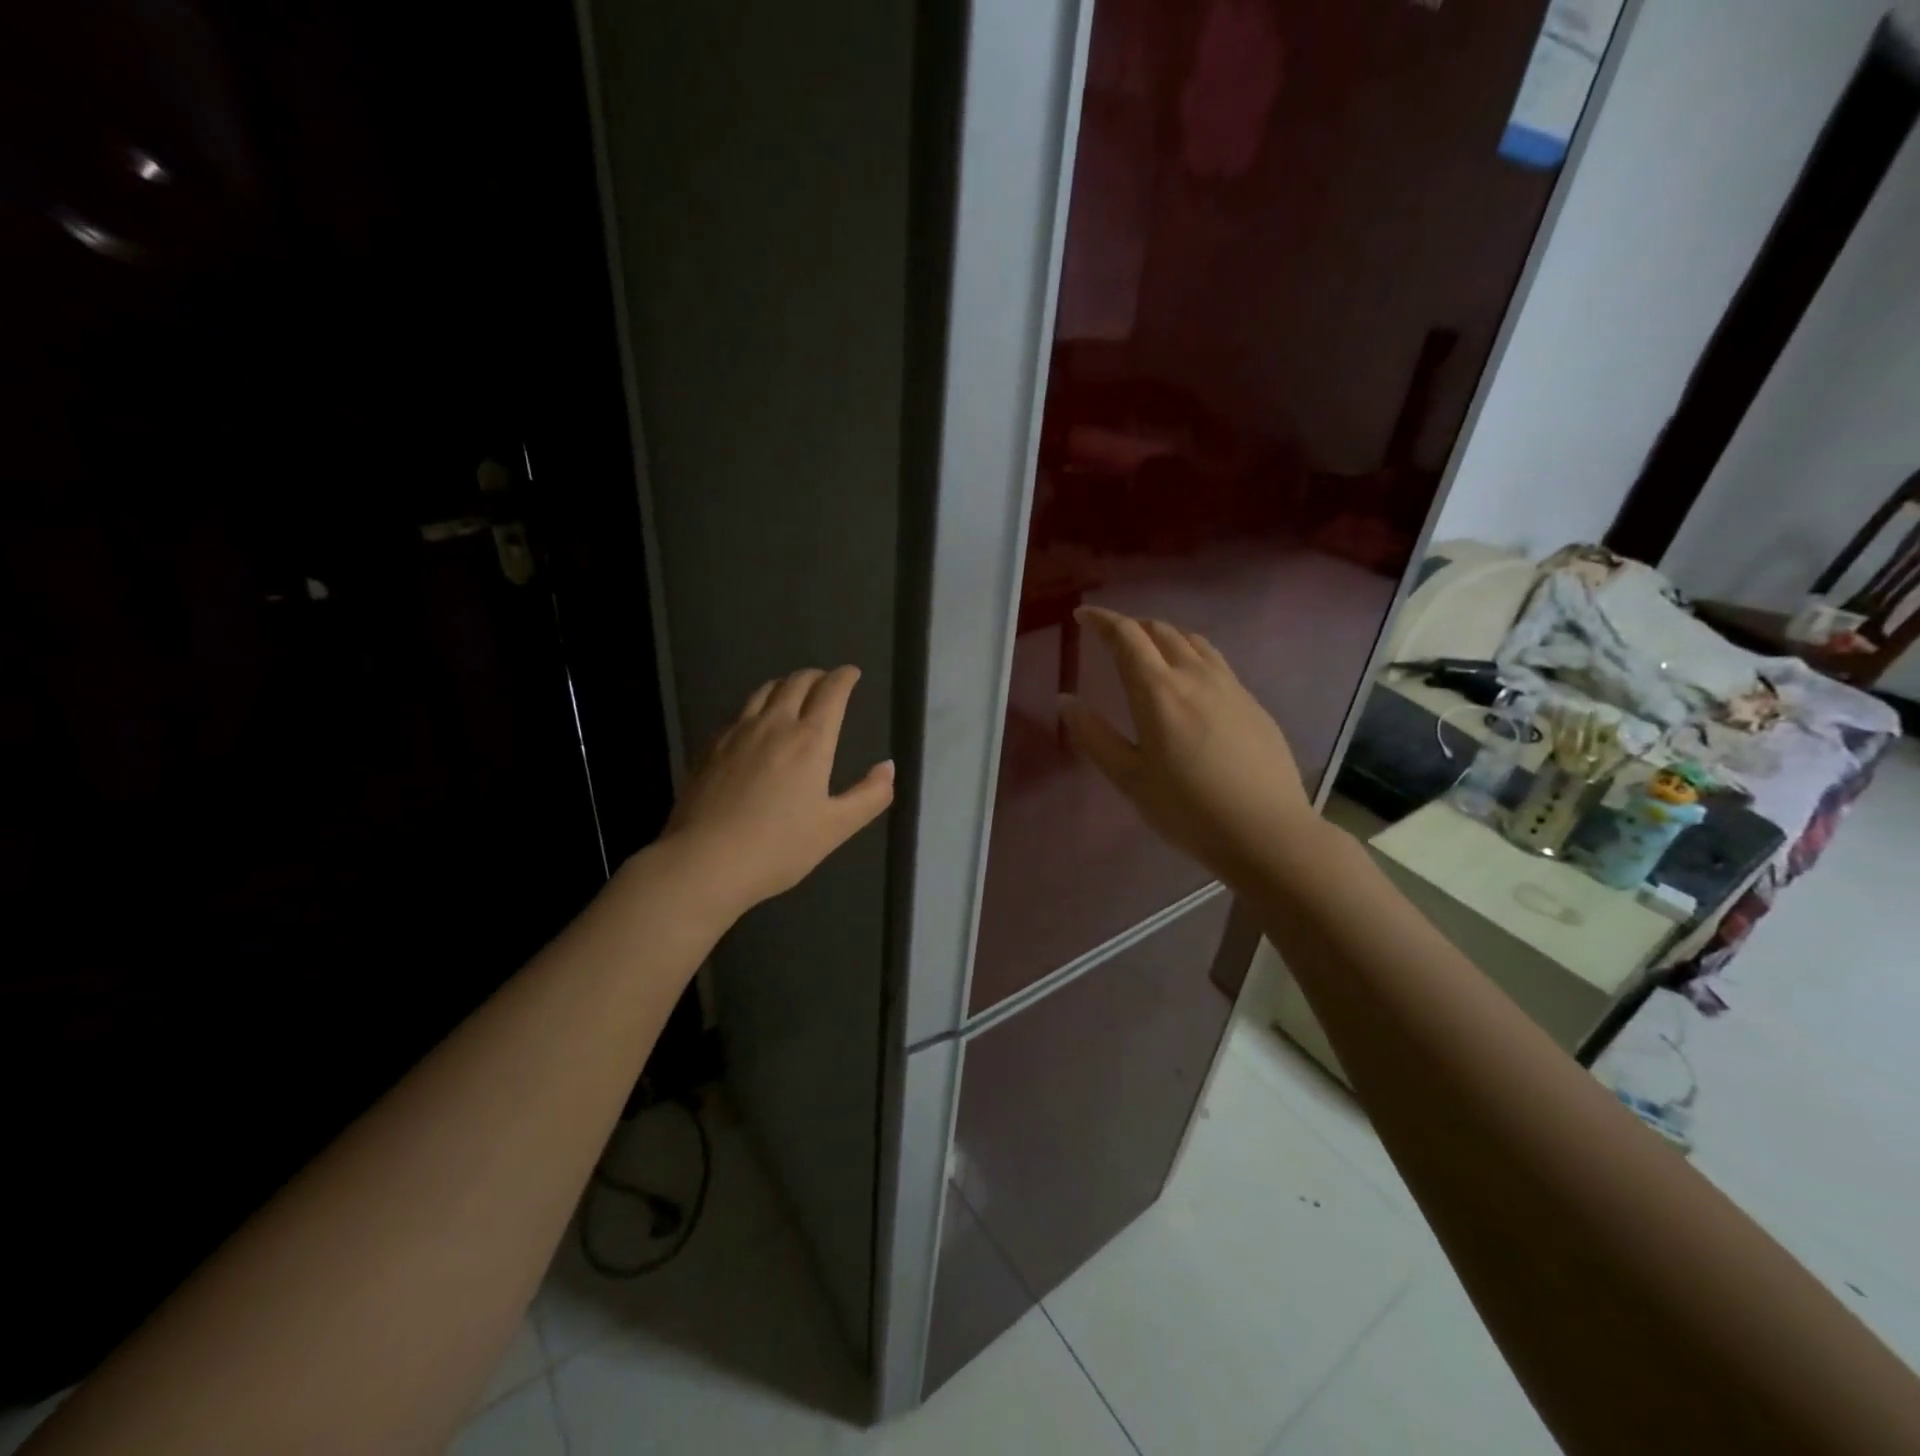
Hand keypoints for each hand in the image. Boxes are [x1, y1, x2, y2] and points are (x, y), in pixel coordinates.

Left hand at [660, 666, 893, 916]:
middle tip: (827, 681)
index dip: (844, 678)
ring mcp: (737, 733)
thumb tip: (888, 767)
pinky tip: (755, 724)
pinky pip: (740, 712)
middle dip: (816, 676)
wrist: (704, 861)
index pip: (831, 693)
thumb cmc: (778, 847)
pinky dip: (757, 706)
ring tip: (793, 692)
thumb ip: (870, 796)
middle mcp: (774, 725)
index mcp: (810, 741)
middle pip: (796, 683)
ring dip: (785, 685)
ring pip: (764, 692)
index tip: (852, 673)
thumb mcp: (835, 828)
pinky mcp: (711, 747)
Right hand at [1060, 606, 1318, 889]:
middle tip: (1110, 637)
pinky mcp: (1252, 702)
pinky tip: (1190, 680)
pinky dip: (1191, 654)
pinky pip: (1215, 661)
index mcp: (1158, 691)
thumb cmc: (1187, 810)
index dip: (1101, 620)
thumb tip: (1066, 700)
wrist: (1265, 831)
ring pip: (1192, 642)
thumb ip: (1094, 735)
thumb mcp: (1129, 778)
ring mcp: (1230, 686)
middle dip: (1131, 626)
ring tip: (1148, 650)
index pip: (1126, 636)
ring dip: (1163, 636)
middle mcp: (1195, 676)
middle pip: (1160, 631)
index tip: (1082, 615)